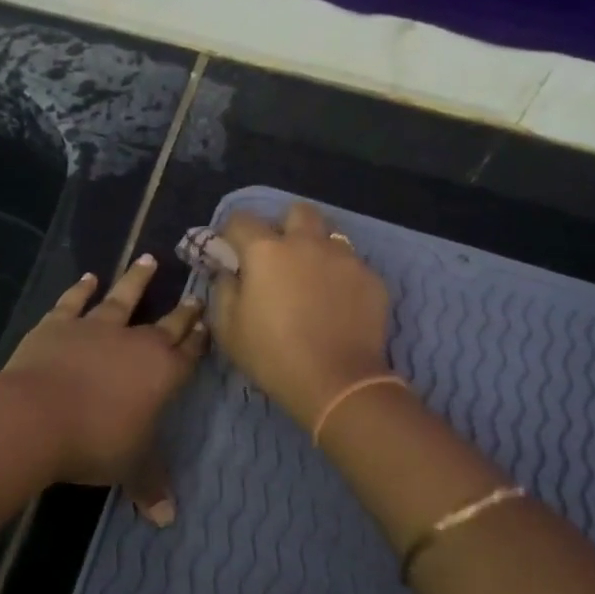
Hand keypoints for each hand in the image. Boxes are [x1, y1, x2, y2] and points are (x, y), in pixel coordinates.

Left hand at [0, 256, 207, 499]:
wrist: (37, 417)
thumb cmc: (94, 443)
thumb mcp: (129, 468)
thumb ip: (150, 486)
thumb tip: (168, 519)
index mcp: (162, 373)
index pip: (189, 352)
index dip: (200, 338)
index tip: (208, 320)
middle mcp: (135, 342)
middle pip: (165, 323)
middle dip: (182, 310)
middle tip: (195, 293)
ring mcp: (96, 327)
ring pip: (123, 298)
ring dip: (137, 280)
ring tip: (148, 259)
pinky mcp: (60, 323)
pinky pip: (74, 301)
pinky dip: (81, 289)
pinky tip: (89, 277)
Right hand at [209, 203, 392, 427]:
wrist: (337, 383)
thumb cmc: (273, 356)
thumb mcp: (229, 329)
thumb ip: (223, 290)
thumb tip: (228, 273)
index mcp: (266, 251)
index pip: (241, 219)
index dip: (231, 232)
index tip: (230, 250)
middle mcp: (306, 243)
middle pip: (297, 211)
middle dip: (285, 224)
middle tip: (280, 254)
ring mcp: (344, 258)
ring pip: (331, 234)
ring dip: (317, 246)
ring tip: (313, 275)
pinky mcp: (371, 278)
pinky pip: (353, 264)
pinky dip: (341, 275)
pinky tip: (338, 302)